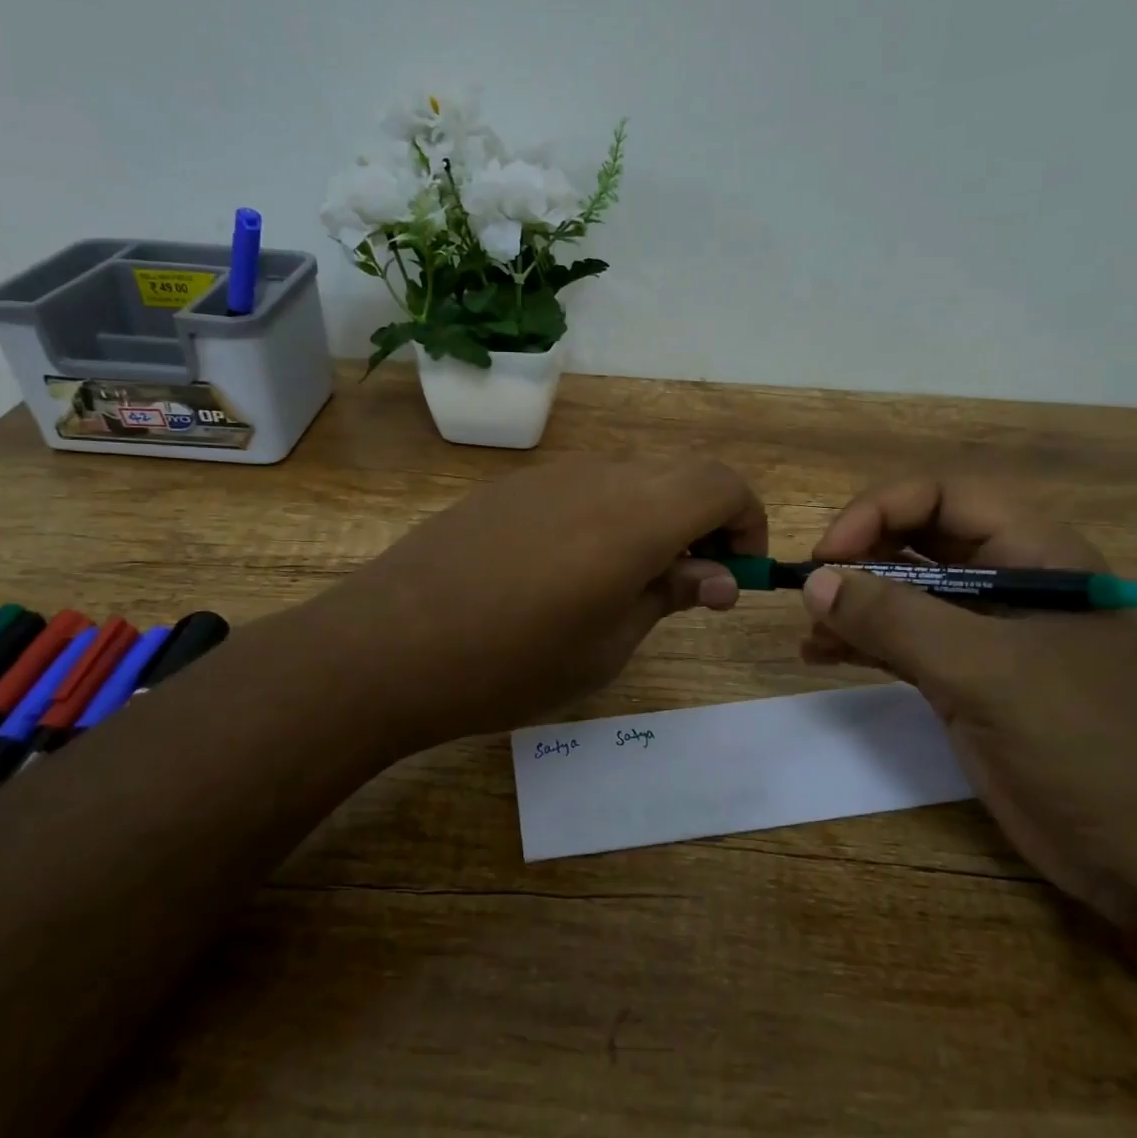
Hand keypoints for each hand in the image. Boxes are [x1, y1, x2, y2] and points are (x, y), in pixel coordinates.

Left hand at [304, 455, 764, 752]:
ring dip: (656, 515)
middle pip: (681, 473)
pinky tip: (571, 569)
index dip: (747, 521)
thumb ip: (669, 596)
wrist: (389, 645)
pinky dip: (609, 513)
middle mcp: (599, 478)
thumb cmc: (512, 664)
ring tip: (631, 581)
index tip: (736, 572)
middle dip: (707, 519)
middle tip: (692, 581)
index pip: (723, 484)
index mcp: (636, 517)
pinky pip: (583, 486)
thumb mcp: (607, 646)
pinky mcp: (510, 487)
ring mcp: (549, 476)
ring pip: (632, 476)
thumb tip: (718, 577)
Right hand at [799, 478, 1136, 926]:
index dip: (878, 511)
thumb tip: (814, 579)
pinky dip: (860, 643)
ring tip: (809, 630)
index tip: (827, 555)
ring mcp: (984, 634)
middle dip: (859, 557)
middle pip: (917, 539)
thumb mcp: (987, 672)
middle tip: (812, 593)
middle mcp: (1006, 582)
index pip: (942, 496)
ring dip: (852, 603)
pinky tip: (820, 655)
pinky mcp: (967, 680)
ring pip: (903, 593)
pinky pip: (901, 642)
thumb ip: (896, 619)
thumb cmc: (1088, 743)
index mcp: (1033, 554)